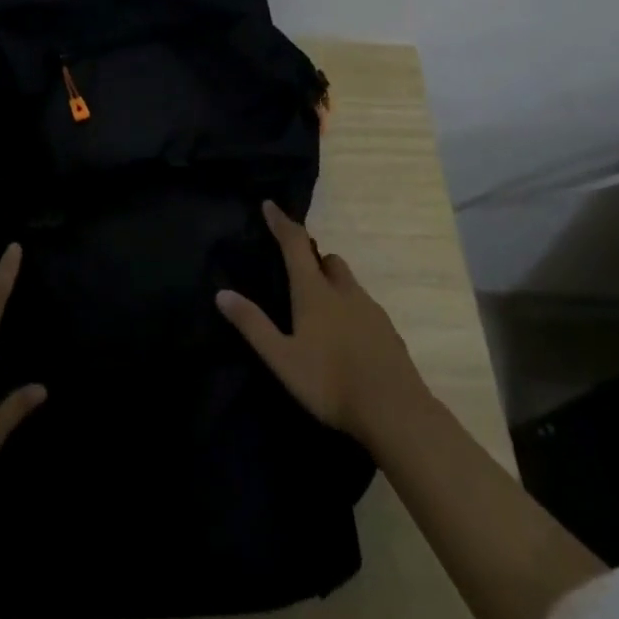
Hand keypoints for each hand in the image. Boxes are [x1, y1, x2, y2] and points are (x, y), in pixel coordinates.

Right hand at [216, 201, 429, 447]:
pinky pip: (365, 307)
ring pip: (348, 283)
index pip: (295, 244)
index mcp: (315, 291)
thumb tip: (222, 293)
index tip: (270, 205)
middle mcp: (344, 291)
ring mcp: (371, 311)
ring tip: (319, 308)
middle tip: (296, 271)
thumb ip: (253, 325)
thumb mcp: (282, 358)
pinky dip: (350, 309)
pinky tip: (346, 337)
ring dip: (332, 282)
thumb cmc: (331, 382)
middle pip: (328, 260)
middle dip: (312, 257)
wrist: (397, 413)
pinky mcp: (389, 332)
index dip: (281, 223)